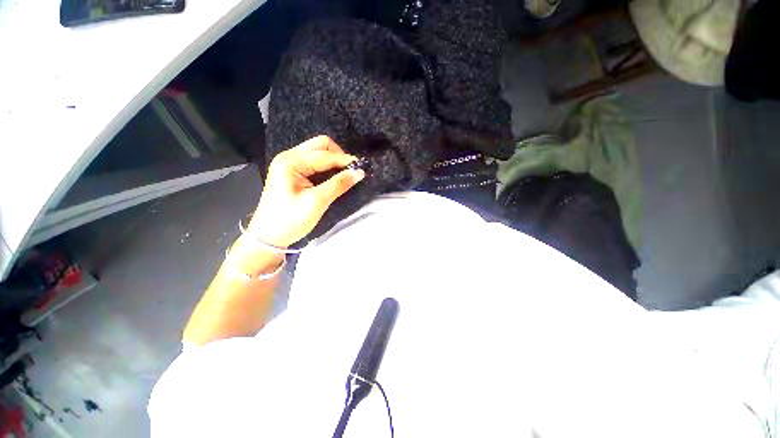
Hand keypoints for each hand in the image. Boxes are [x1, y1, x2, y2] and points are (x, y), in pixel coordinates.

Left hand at [247, 135, 364, 247]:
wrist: (269, 236)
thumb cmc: (290, 220)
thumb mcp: (317, 202)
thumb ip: (338, 184)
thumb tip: (359, 172)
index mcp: (291, 162)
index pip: (324, 155)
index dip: (345, 160)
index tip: (362, 169)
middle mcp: (289, 157)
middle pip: (320, 146)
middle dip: (338, 156)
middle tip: (351, 171)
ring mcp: (290, 164)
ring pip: (318, 152)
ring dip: (334, 161)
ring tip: (346, 174)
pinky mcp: (293, 172)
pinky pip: (315, 162)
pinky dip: (327, 167)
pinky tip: (335, 177)